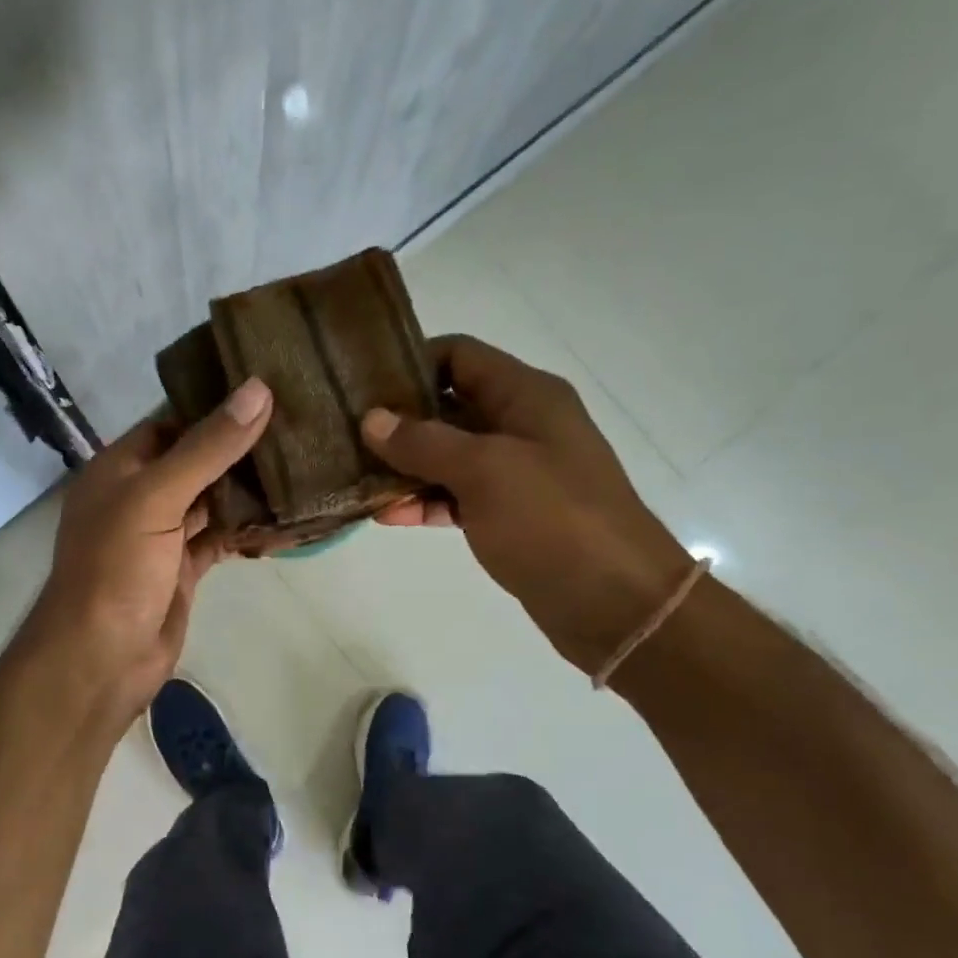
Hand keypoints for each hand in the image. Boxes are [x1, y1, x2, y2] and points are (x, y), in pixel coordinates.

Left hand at [24, 377, 272, 729]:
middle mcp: (139, 496)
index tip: (269, 390)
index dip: (213, 407)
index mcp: (120, 468)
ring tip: (303, 464)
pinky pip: (219, 539)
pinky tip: (285, 518)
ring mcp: (161, 536)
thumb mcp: (157, 497)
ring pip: (210, 501)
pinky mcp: (182, 570)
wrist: (102, 658)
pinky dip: (246, 531)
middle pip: (195, 461)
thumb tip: (258, 389)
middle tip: (298, 426)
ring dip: (247, 489)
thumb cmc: (116, 567)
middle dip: (239, 448)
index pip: (171, 422)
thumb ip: (207, 447)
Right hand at [364, 334, 690, 673]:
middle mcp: (520, 425)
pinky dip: (424, 502)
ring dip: (405, 466)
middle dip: (399, 420)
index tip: (361, 384)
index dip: (411, 363)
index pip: (460, 356)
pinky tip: (386, 514)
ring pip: (448, 456)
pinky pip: (456, 497)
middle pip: (449, 406)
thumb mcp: (485, 470)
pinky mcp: (508, 515)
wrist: (614, 602)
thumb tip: (372, 419)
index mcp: (526, 396)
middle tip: (343, 433)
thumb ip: (425, 442)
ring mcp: (515, 473)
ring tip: (354, 476)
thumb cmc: (553, 520)